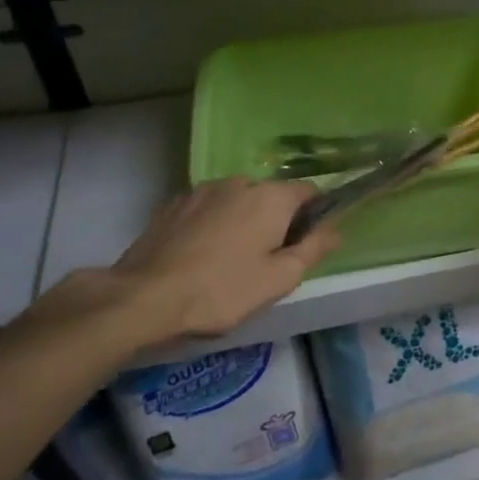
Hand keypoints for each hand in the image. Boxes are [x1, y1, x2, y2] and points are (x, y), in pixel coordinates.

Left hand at [31, 178, 342, 356]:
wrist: (143, 298)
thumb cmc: (221, 290)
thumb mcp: (279, 279)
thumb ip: (314, 249)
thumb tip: (335, 230)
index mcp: (272, 197)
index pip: (309, 190)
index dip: (314, 214)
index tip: (305, 244)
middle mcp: (240, 182)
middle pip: (271, 196)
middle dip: (275, 220)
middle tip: (265, 261)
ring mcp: (203, 190)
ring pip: (237, 201)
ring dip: (242, 221)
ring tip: (228, 260)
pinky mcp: (174, 203)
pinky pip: (208, 208)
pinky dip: (213, 224)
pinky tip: (200, 256)